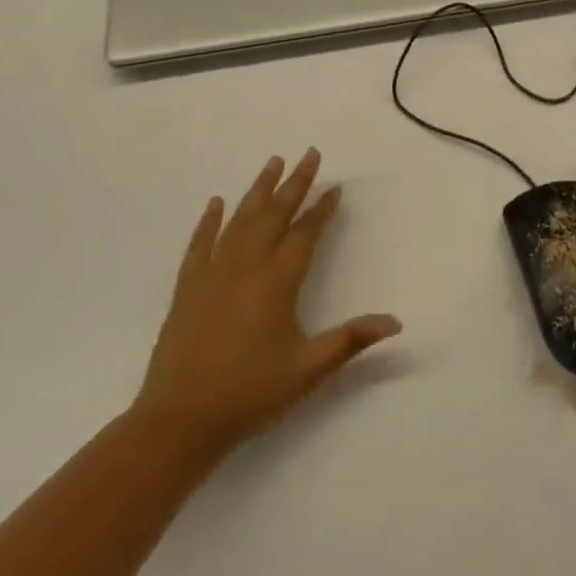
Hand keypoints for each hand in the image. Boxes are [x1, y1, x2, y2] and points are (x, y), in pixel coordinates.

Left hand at [132, 149, 400, 456]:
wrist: (179, 421)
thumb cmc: (249, 393)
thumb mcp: (308, 369)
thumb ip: (351, 340)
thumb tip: (396, 322)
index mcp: (277, 281)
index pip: (305, 234)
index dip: (322, 209)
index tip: (335, 187)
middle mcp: (246, 266)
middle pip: (274, 214)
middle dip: (295, 183)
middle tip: (310, 153)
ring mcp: (213, 273)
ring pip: (240, 219)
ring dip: (258, 189)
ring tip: (273, 162)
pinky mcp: (187, 288)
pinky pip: (200, 243)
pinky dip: (209, 221)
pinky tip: (216, 203)